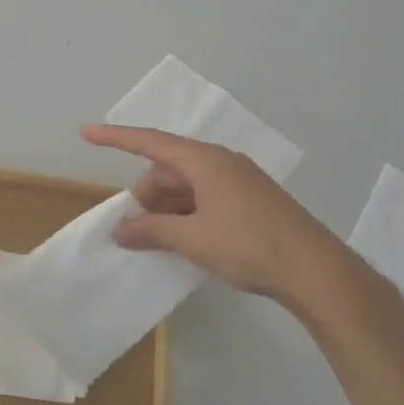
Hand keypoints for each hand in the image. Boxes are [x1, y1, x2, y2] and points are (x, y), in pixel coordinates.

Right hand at [81, 125, 400, 336]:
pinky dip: (186, 216)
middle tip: (133, 231)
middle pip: (167, 169)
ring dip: (165, 209)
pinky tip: (183, 242)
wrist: (317, 271)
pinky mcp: (249, 201)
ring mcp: (238, 181)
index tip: (85, 133)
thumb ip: (152, 231)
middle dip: (145, 195)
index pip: (150, 142)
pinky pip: (204, 199)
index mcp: (206, 161)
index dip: (115, 138)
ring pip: (186, 186)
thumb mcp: (193, 239)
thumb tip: (120, 230)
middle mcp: (221, 163)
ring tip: (156, 242)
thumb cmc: (251, 246)